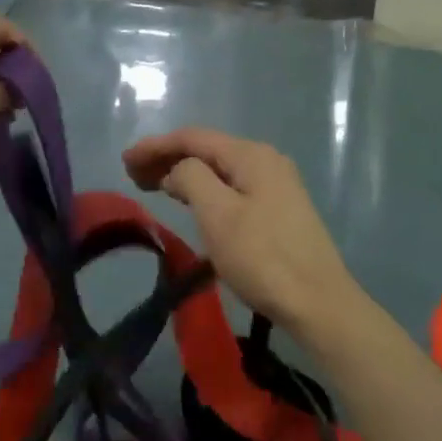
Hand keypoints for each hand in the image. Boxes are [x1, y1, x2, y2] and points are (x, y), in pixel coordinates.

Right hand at [123, 127, 359, 337]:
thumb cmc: (262, 257)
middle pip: (207, 150)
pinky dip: (204, 190)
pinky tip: (190, 202)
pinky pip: (231, 187)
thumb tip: (177, 170)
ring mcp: (276, 186)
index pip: (193, 138)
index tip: (125, 162)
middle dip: (167, 158)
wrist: (317, 302)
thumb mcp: (218, 214)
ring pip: (219, 170)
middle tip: (132, 176)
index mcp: (251, 156)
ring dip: (184, 174)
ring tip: (152, 186)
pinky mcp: (278, 210)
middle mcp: (266, 161)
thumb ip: (191, 179)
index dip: (155, 146)